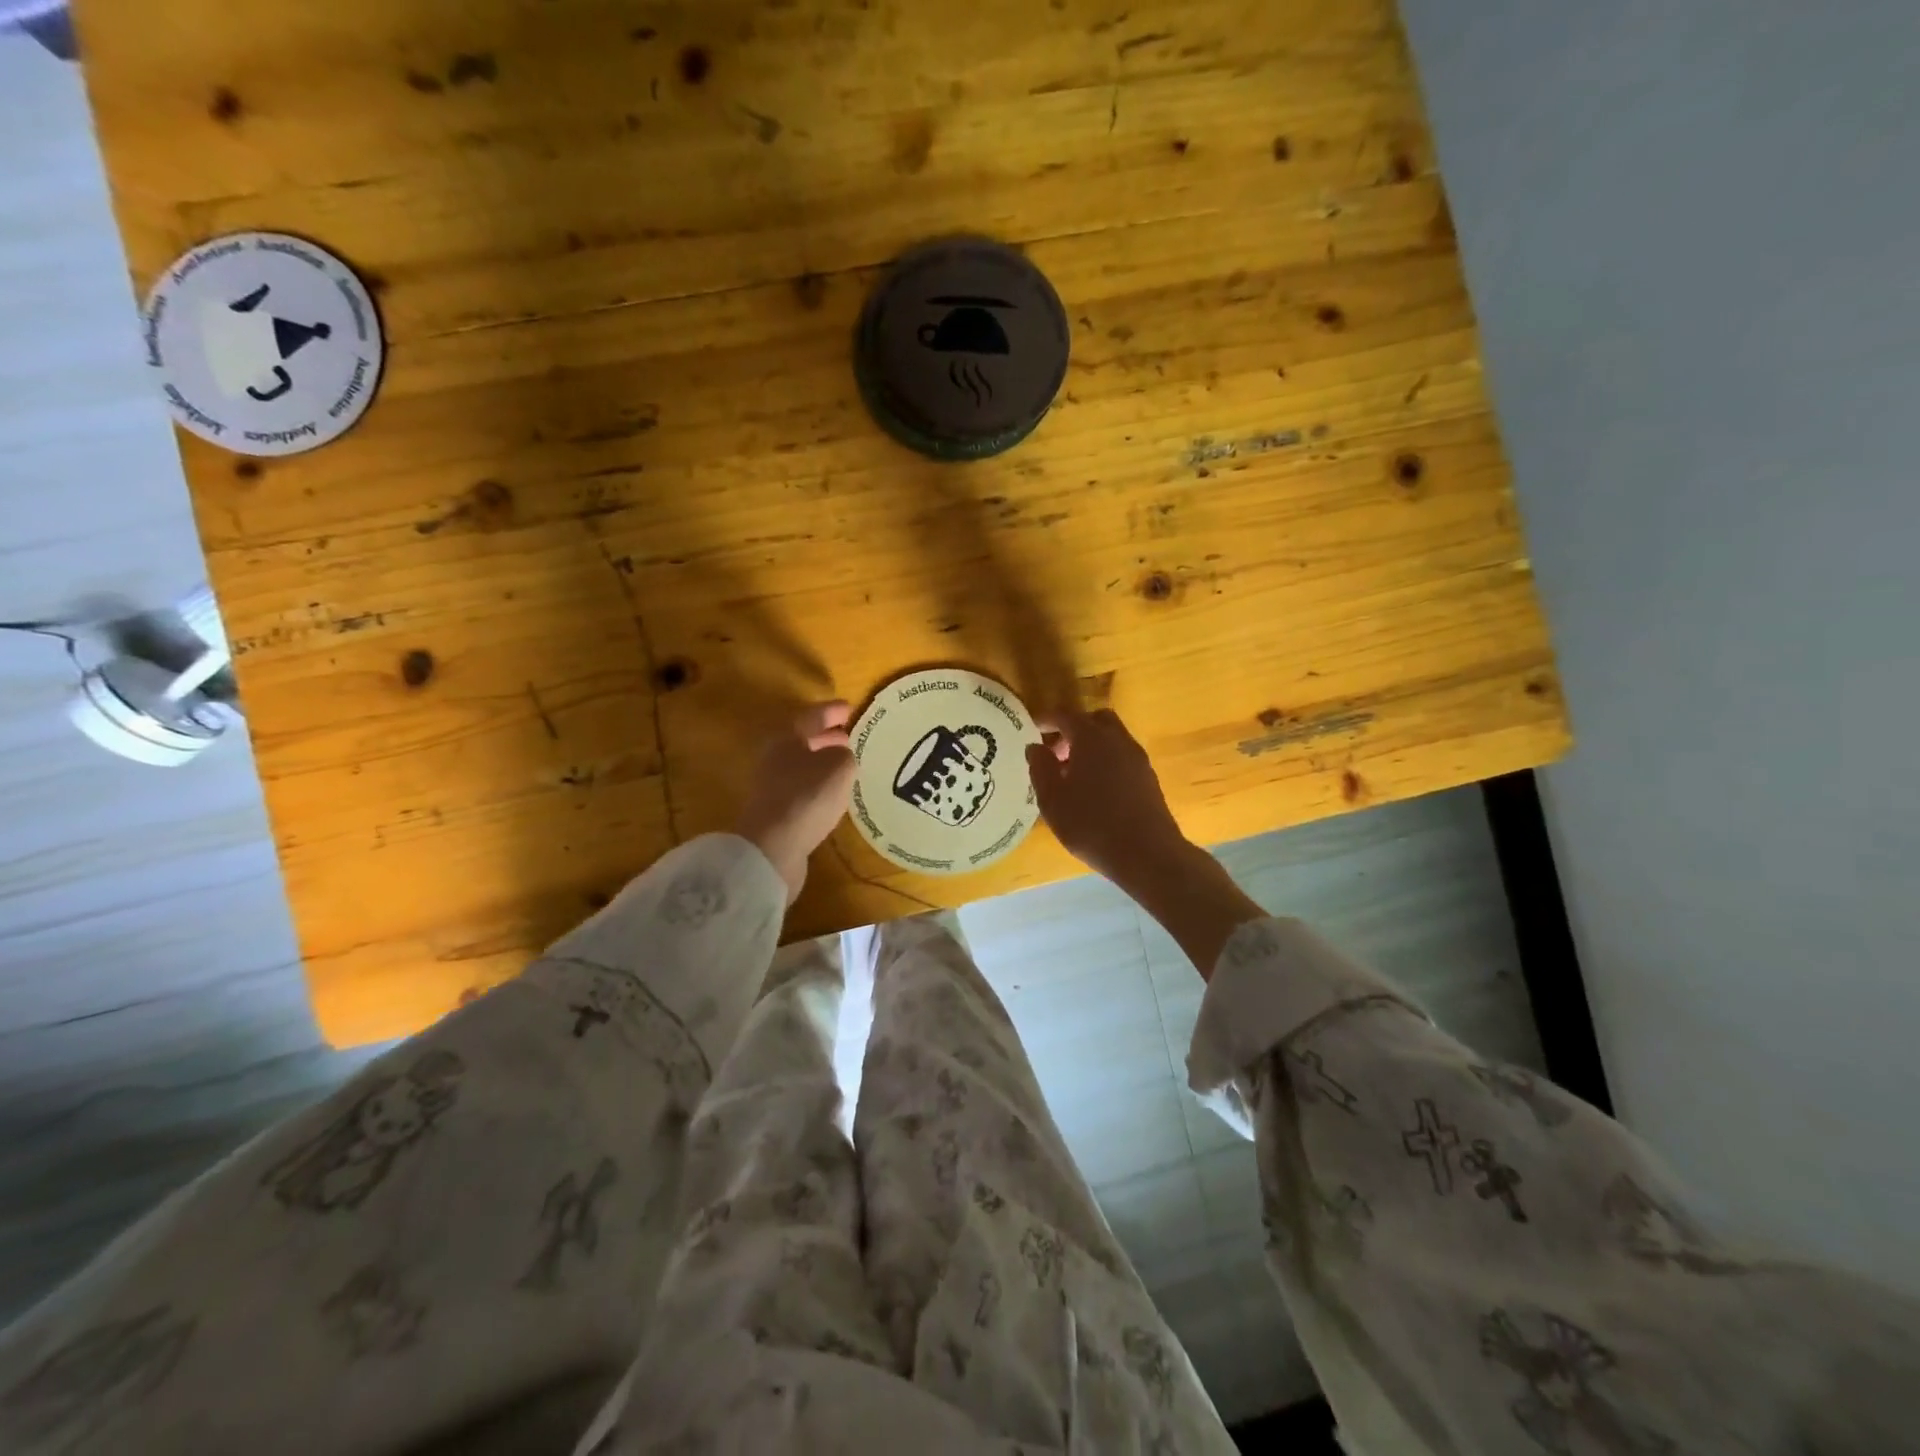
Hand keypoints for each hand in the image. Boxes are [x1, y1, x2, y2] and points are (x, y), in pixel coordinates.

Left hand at [734, 702, 857, 902]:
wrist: (773, 848)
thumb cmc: (807, 797)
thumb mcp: (838, 767)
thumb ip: (844, 754)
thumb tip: (841, 755)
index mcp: (786, 738)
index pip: (811, 716)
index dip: (832, 711)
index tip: (851, 708)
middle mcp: (775, 758)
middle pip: (803, 740)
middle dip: (827, 737)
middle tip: (851, 736)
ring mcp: (772, 786)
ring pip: (803, 765)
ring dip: (824, 762)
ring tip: (847, 765)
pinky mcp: (776, 812)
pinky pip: (802, 788)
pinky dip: (819, 785)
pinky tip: (835, 794)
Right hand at [1027, 708, 1263, 980]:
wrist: (1147, 853)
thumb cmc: (1091, 824)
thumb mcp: (1052, 799)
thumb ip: (1040, 768)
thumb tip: (1035, 746)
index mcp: (1091, 738)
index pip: (1066, 715)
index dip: (1047, 719)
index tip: (1033, 728)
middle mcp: (1118, 740)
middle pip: (1095, 720)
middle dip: (1073, 729)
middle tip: (1055, 752)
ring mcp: (1137, 758)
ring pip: (1112, 739)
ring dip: (1091, 747)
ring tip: (1072, 776)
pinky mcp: (1148, 778)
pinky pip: (1122, 757)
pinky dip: (1105, 761)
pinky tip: (1094, 791)